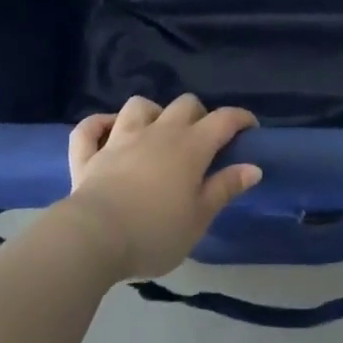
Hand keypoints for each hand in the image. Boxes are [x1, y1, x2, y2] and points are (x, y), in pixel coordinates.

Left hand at [61, 94, 260, 280]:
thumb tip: (253, 167)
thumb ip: (225, 188)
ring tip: (156, 131)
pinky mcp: (89, 155)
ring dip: (151, 113)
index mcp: (190, 147)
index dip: (240, 119)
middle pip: (184, 104)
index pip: (223, 120)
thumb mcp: (199, 218)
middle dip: (198, 114)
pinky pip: (89, 129)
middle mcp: (158, 132)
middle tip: (203, 139)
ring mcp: (120, 139)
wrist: (94, 238)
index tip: (250, 129)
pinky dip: (98, 125)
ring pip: (138, 106)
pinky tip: (106, 132)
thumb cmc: (155, 232)